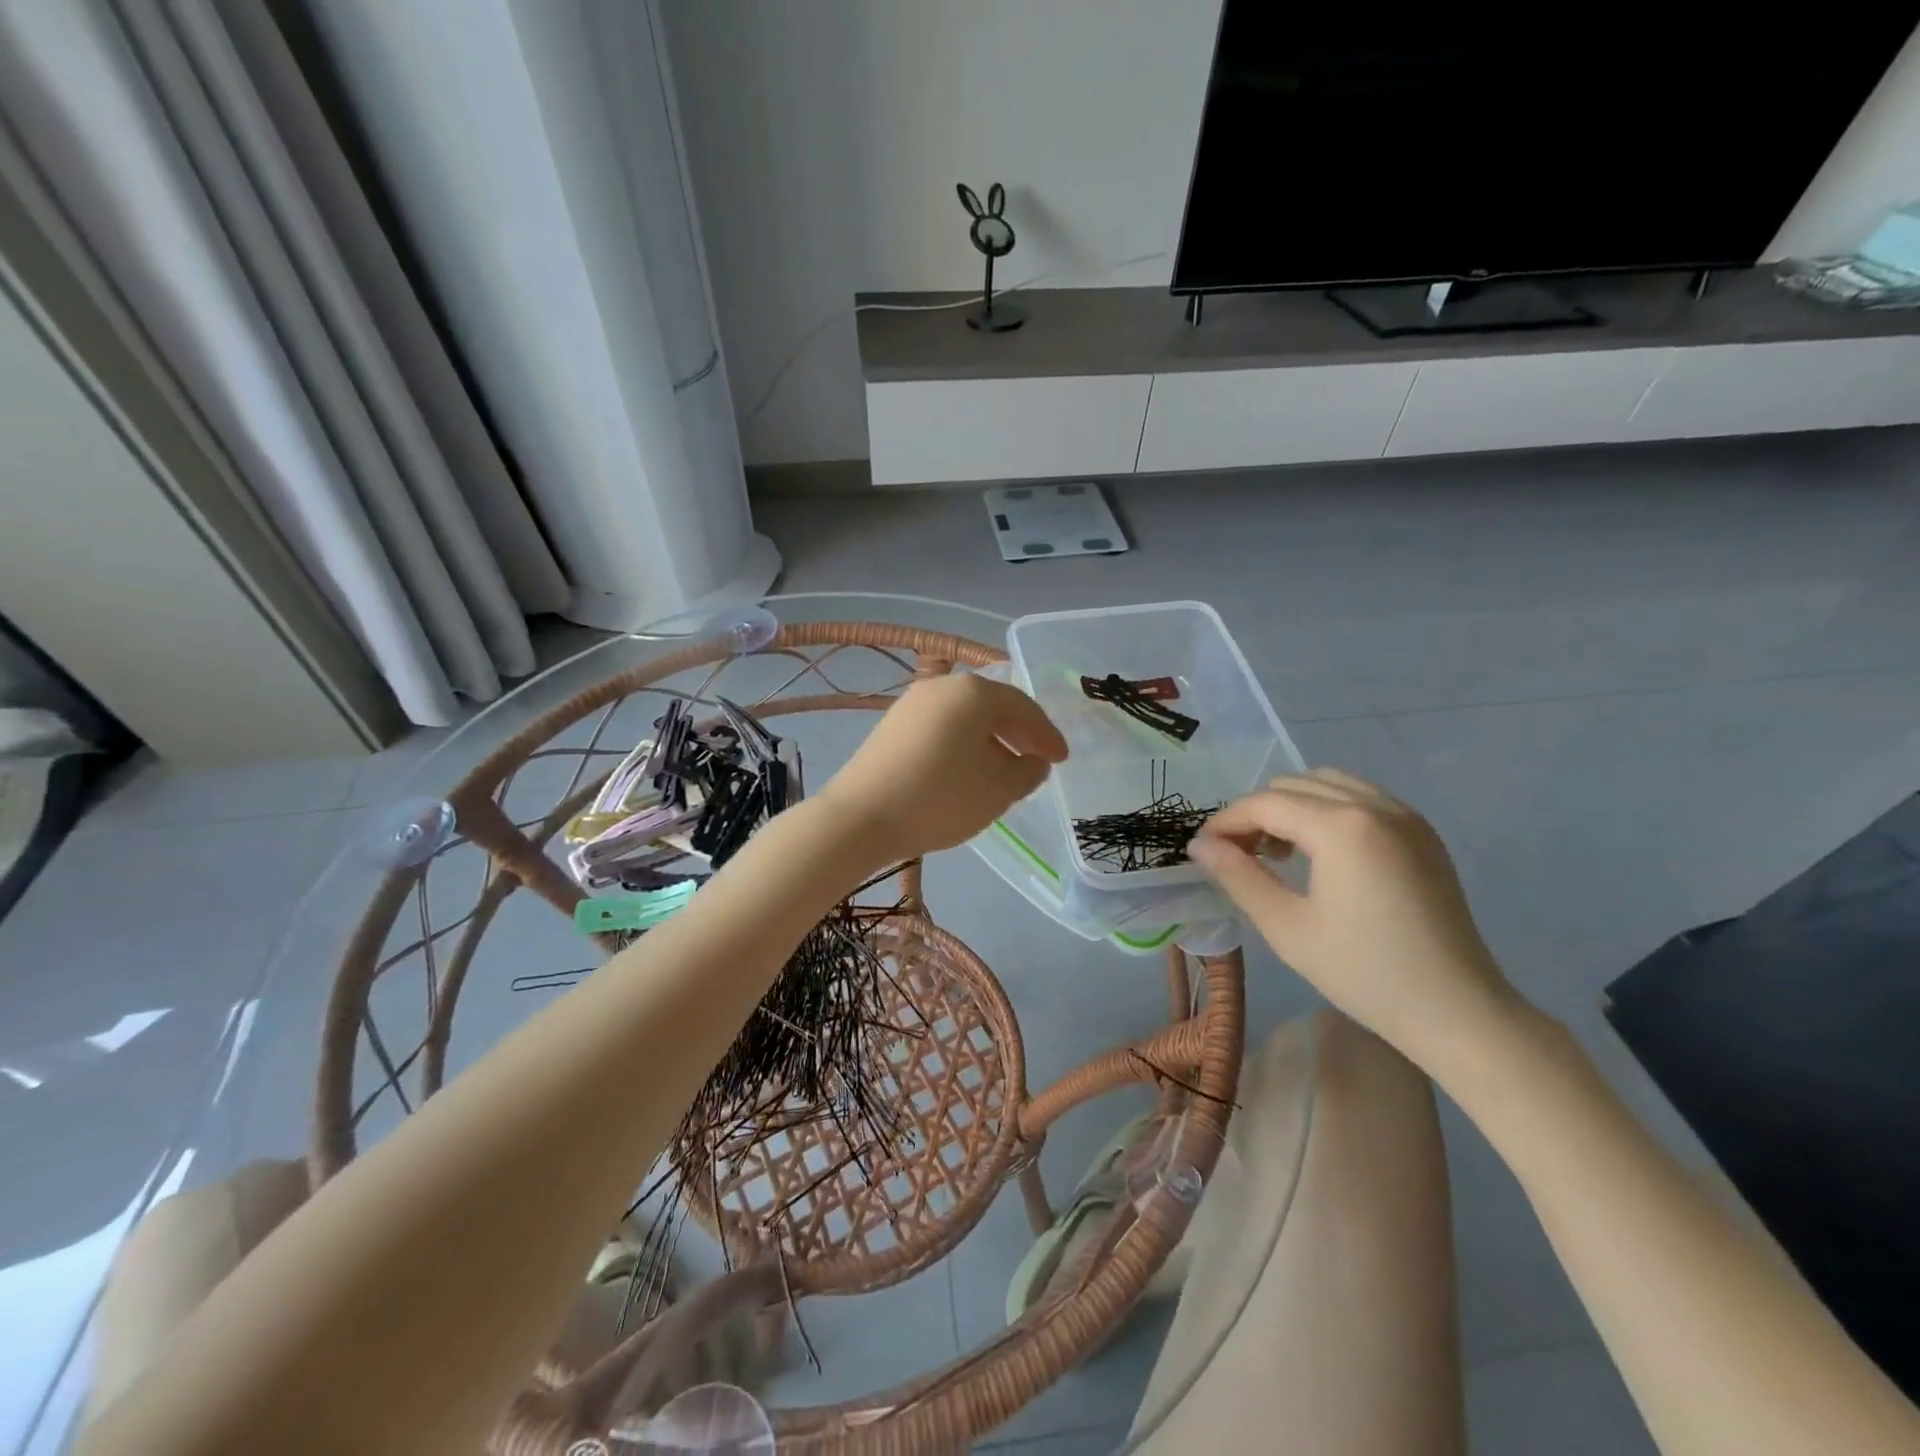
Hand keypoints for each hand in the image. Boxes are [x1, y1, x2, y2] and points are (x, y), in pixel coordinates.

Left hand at [816, 673, 1067, 865]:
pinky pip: (941, 727)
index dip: (1046, 734)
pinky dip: (961, 743)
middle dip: (1018, 733)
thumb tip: (1034, 761)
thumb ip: (1028, 772)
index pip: (1024, 707)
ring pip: (964, 716)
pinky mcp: (891, 724)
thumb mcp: (998, 790)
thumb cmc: (941, 799)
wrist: (861, 817)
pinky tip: (965, 771)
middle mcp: (943, 686)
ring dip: (989, 739)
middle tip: (1037, 759)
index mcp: (975, 692)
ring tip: (1003, 768)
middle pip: (992, 705)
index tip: (1061, 759)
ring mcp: (912, 703)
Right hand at [1186, 768, 1521, 1066]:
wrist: (1457, 1011)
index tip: (1203, 850)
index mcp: (1342, 827)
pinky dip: (1327, 809)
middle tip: (1239, 857)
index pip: (1265, 803)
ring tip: (1280, 853)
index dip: (1226, 822)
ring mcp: (1405, 815)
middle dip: (1257, 814)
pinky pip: (1360, 797)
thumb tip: (1200, 845)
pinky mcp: (1422, 831)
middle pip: (1293, 785)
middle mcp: (1375, 805)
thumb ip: (1238, 876)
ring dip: (1292, 807)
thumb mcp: (1286, 928)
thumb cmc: (1364, 973)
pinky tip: (1322, 852)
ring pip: (1327, 783)